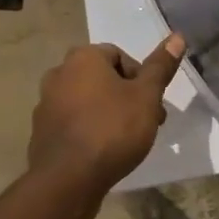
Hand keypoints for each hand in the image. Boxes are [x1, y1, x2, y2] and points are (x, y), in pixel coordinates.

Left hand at [27, 35, 186, 195]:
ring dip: (108, 113)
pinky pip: (73, 122)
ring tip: (127, 141)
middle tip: (146, 123)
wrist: (67, 181)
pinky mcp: (41, 131)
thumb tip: (177, 36)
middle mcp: (59, 73)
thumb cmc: (112, 130)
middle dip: (127, 97)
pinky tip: (102, 152)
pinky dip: (89, 130)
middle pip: (103, 78)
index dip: (141, 78)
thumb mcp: (146, 97)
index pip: (119, 56)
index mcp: (83, 57)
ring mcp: (46, 103)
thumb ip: (160, 67)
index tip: (153, 104)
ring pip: (87, 100)